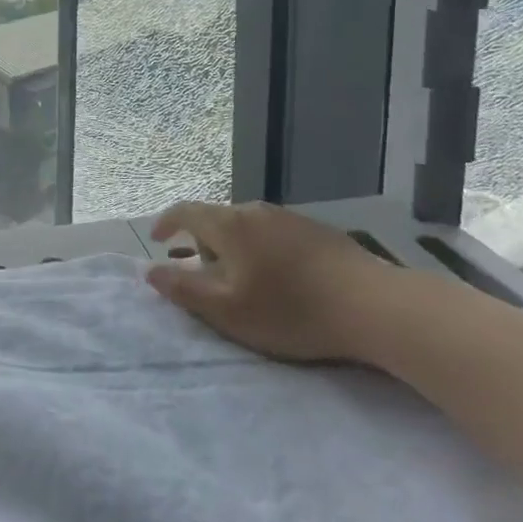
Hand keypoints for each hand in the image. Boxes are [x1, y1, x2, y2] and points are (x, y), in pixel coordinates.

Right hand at [147, 202, 402, 363]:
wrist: (373, 304)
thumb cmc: (291, 310)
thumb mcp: (228, 310)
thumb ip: (184, 289)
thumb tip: (149, 270)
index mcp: (229, 225)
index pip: (185, 211)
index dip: (166, 223)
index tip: (156, 239)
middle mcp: (255, 211)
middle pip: (216, 218)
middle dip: (202, 242)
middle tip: (202, 273)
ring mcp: (289, 217)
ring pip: (247, 226)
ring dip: (234, 247)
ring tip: (241, 278)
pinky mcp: (316, 230)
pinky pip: (274, 233)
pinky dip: (262, 249)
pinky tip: (280, 277)